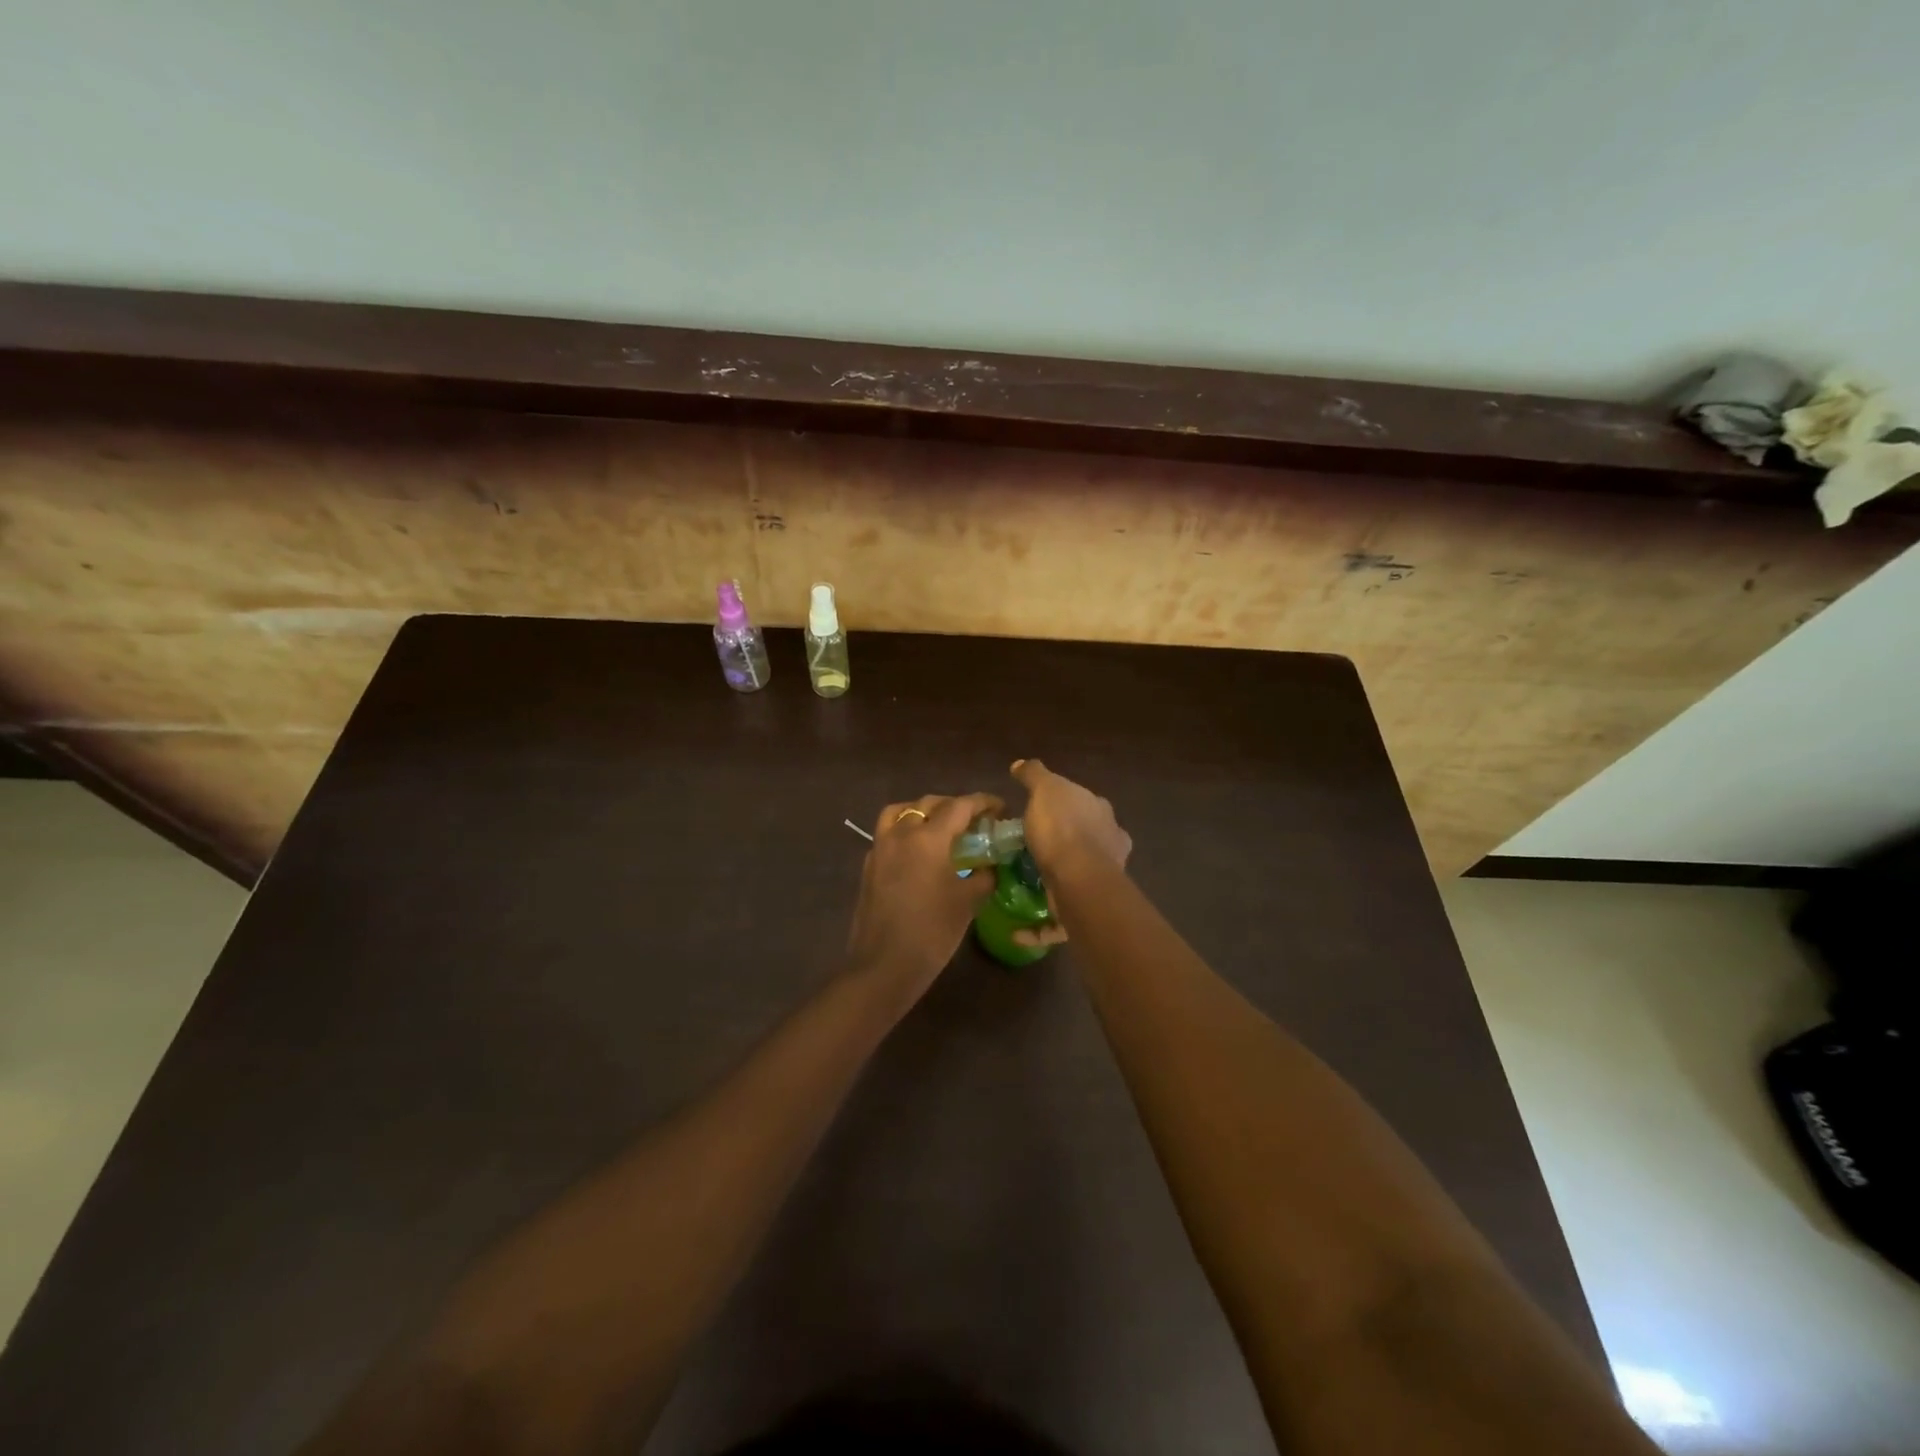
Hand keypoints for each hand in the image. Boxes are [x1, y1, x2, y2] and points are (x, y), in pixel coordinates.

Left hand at [845, 792, 1000, 1003]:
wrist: (883, 966)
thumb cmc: (932, 932)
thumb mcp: (967, 903)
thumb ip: (983, 877)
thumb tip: (991, 866)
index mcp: (928, 838)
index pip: (959, 806)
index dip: (982, 802)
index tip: (999, 807)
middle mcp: (901, 834)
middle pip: (929, 804)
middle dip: (954, 806)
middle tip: (975, 821)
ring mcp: (880, 848)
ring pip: (901, 812)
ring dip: (924, 811)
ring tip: (941, 827)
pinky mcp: (869, 865)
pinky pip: (888, 832)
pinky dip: (906, 830)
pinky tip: (919, 852)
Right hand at [1010, 759, 1131, 880]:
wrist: (1079, 878)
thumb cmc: (1061, 828)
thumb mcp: (1043, 790)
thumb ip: (1034, 774)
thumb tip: (1020, 764)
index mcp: (1097, 802)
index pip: (1077, 796)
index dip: (1059, 801)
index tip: (1041, 808)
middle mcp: (1110, 827)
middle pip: (1086, 822)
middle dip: (1069, 827)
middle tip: (1042, 834)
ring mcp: (1111, 859)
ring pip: (1088, 851)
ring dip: (1072, 853)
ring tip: (1046, 860)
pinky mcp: (1102, 886)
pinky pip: (1083, 876)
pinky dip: (1072, 875)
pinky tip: (1056, 879)